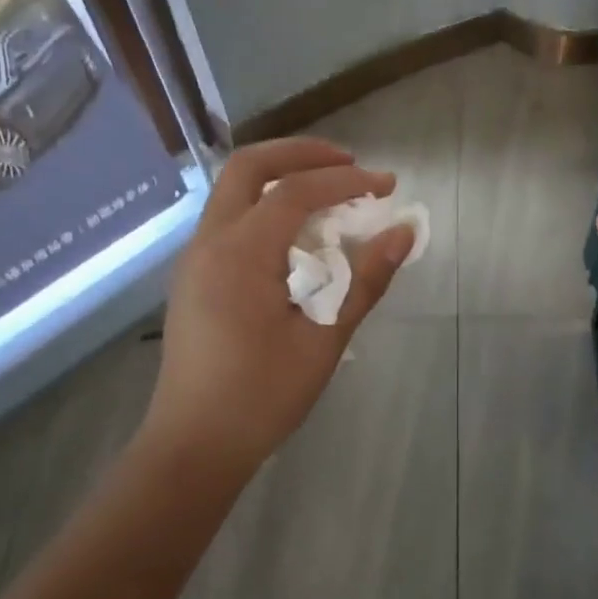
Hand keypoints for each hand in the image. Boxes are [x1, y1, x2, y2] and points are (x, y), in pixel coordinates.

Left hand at [142, 137, 414, 484]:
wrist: (194, 445)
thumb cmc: (261, 398)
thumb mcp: (323, 340)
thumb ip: (364, 281)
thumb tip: (404, 233)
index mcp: (239, 254)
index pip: (295, 192)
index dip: (345, 182)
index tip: (387, 186)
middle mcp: (209, 243)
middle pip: (248, 167)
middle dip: (301, 153)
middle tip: (349, 163)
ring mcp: (195, 259)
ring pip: (233, 192)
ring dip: (281, 179)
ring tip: (330, 194)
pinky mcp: (195, 278)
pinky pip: (230, 221)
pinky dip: (266, 208)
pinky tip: (298, 237)